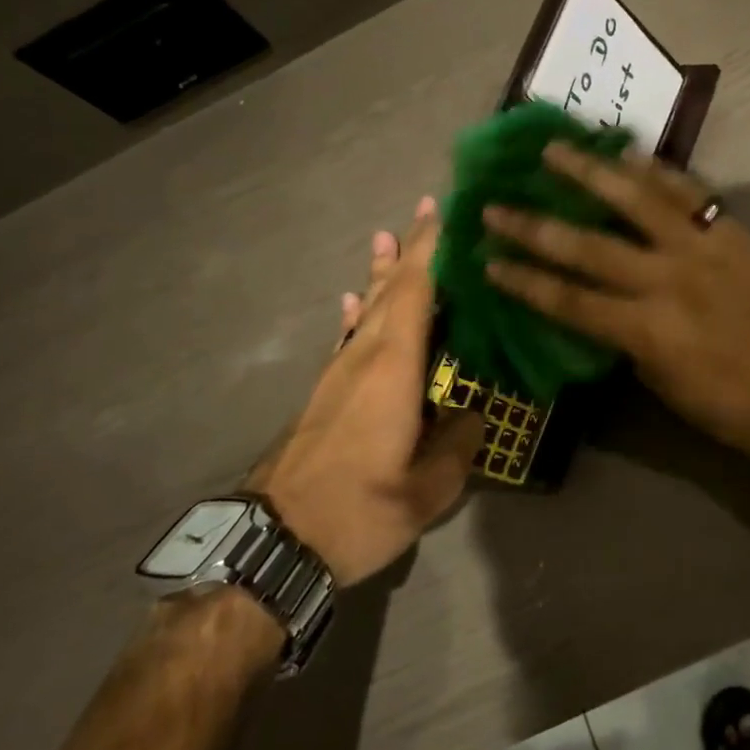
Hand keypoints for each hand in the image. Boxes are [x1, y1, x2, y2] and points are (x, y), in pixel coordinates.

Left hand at [246, 197, 482, 586]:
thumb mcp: (425, 491)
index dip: (430, 250)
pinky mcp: (327, 390)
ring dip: (382, 271)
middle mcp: (365, 357)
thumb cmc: (357, 512)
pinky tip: (354, 299)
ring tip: (386, 237)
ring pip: (368, 307)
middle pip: (391, 290)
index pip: (415, 292)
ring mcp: (340, 371)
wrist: (276, 540)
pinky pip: (348, 334)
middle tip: (426, 209)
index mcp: (393, 369)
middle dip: (410, 248)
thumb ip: (458, 447)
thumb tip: (474, 414)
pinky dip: (357, 310)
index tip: (444, 213)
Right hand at [481, 145, 749, 460]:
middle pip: (587, 246)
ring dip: (589, 172)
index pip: (567, 299)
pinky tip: (628, 152)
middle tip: (496, 204)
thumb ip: (622, 336)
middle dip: (534, 226)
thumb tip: (597, 302)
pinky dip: (656, 170)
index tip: (487, 259)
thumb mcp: (658, 380)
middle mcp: (666, 280)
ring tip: (554, 148)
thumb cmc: (725, 403)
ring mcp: (701, 248)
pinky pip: (688, 191)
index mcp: (644, 329)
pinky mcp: (731, 231)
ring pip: (635, 199)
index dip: (523, 280)